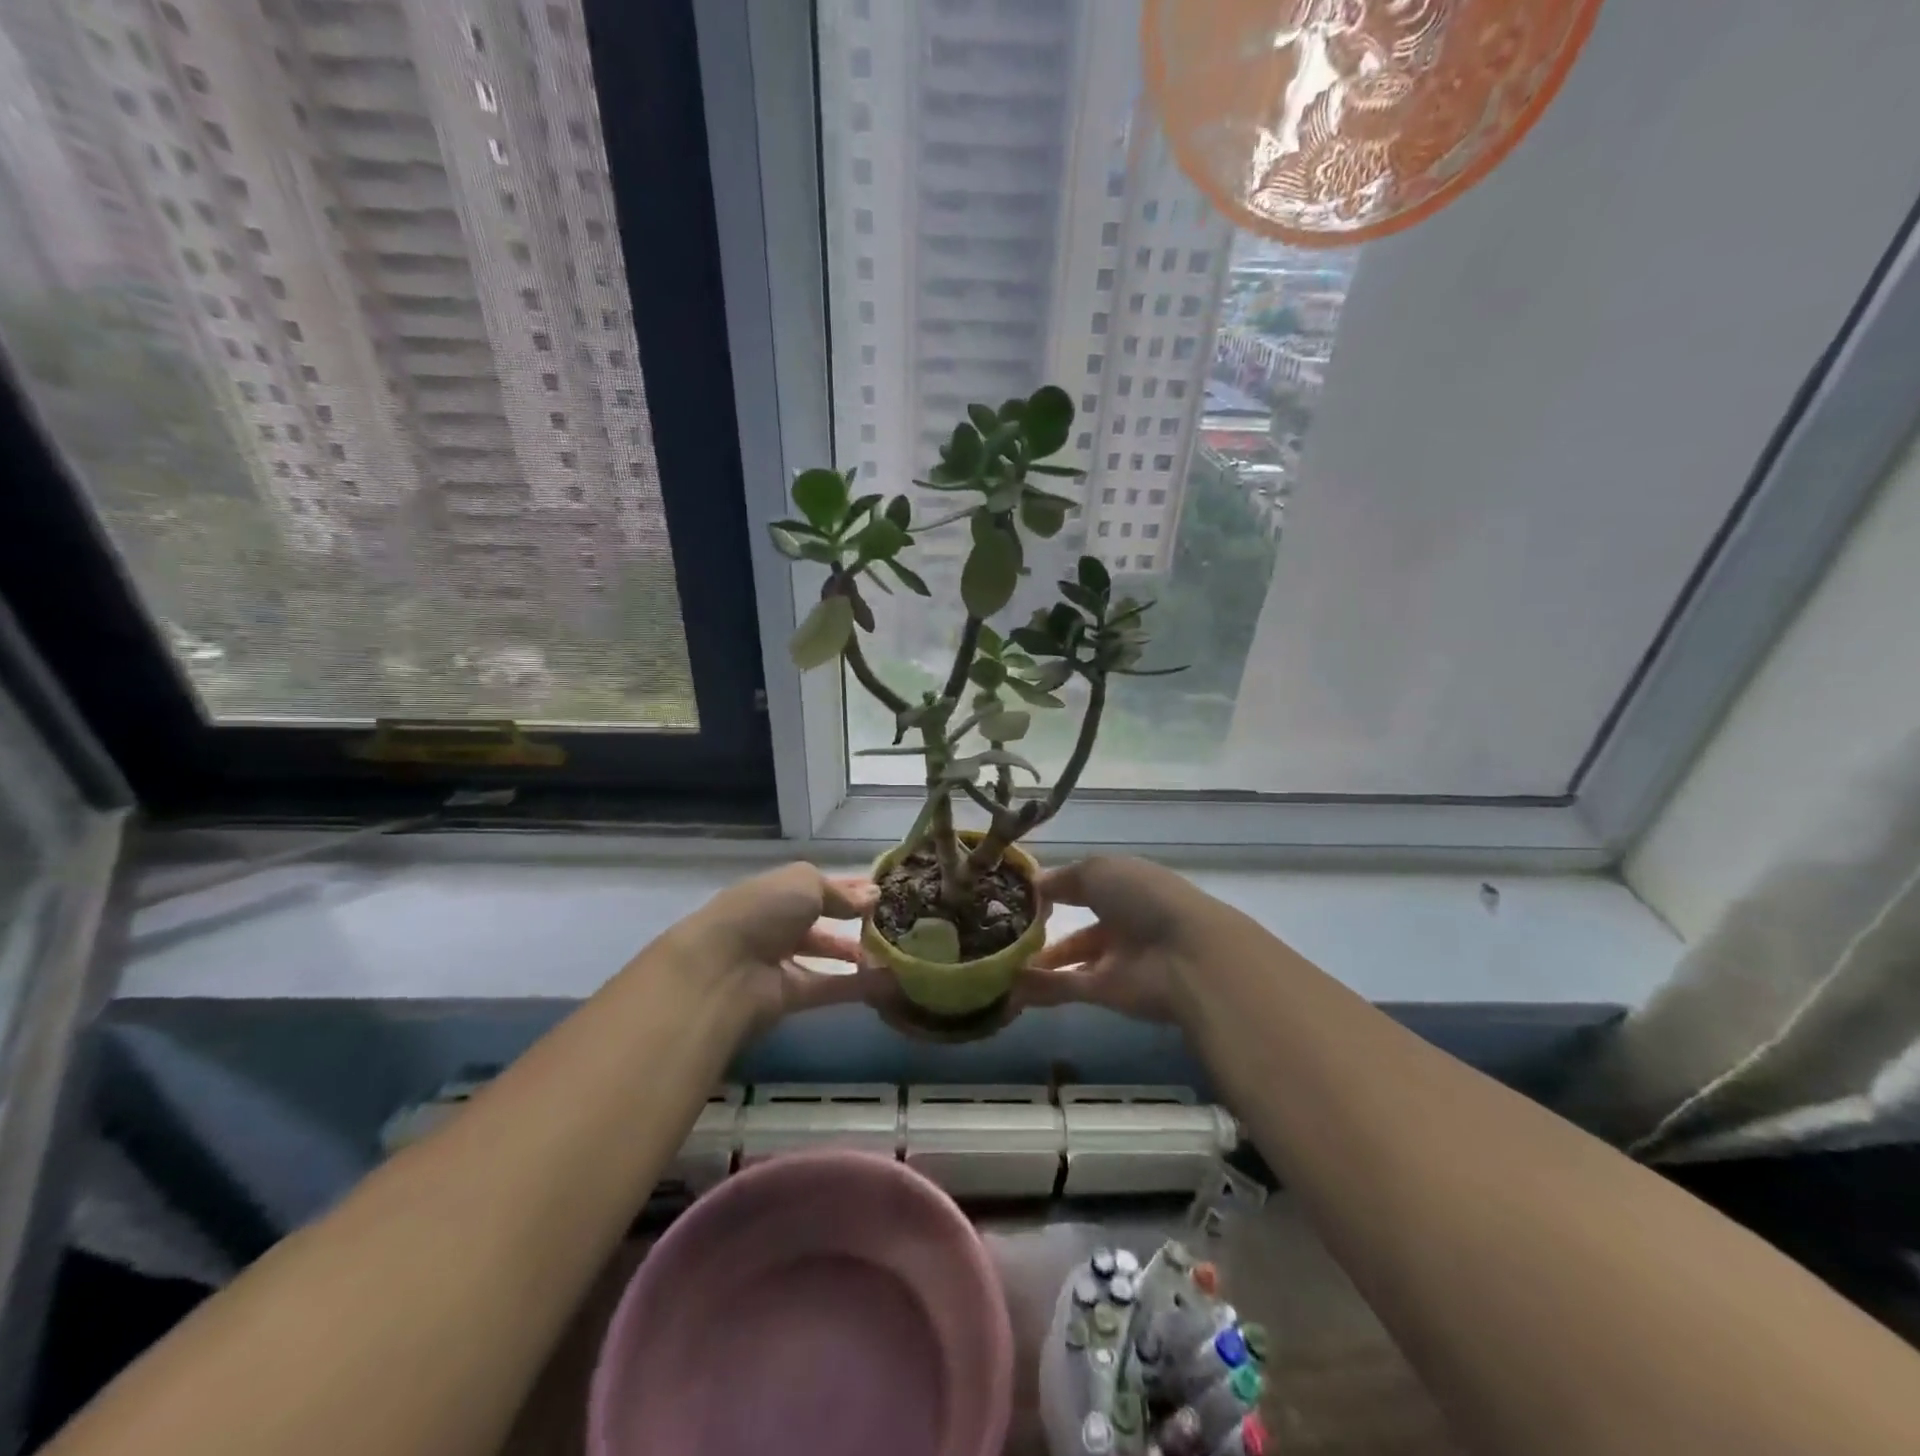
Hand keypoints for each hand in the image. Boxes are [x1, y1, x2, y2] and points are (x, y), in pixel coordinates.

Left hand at [677, 861, 874, 1033]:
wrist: (720, 971)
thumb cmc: (762, 912)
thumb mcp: (804, 884)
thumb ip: (840, 892)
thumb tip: (872, 897)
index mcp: (774, 892)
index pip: (815, 887)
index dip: (846, 888)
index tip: (881, 892)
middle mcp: (774, 924)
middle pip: (819, 922)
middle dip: (852, 921)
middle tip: (892, 924)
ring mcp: (778, 962)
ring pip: (824, 956)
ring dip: (856, 954)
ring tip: (896, 953)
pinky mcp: (786, 997)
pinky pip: (827, 987)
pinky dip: (856, 985)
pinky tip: (889, 981)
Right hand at [1012, 856, 1216, 1023]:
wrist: (1186, 956)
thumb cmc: (1144, 897)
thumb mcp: (1099, 871)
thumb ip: (1065, 879)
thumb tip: (1036, 884)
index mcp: (1126, 886)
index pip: (1087, 885)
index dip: (1056, 888)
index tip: (1020, 893)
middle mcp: (1123, 921)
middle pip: (1079, 925)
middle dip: (1045, 928)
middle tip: (1004, 930)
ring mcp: (1117, 959)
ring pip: (1071, 959)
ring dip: (1038, 961)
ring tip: (998, 960)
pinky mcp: (1109, 993)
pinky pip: (1068, 987)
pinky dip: (1040, 987)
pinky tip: (1008, 986)